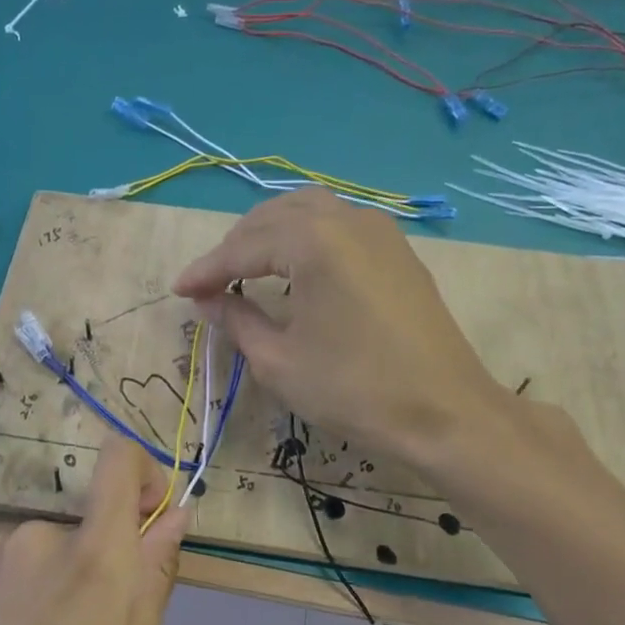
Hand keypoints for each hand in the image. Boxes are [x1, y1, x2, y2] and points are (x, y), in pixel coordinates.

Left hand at [0, 434, 187, 624]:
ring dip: (54, 578)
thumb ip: (155, 573)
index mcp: (92, 556)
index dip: (141, 473)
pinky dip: (16, 590)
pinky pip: (5, 565)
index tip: (147, 516)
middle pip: (84, 524)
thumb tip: (174, 515)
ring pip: (43, 548)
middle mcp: (37, 536)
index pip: (118, 460)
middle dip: (97, 561)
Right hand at [175, 189, 545, 484]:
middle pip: (274, 216)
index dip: (207, 270)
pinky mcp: (397, 250)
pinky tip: (294, 268)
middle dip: (236, 245)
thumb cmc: (354, 389)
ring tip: (246, 268)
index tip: (179, 291)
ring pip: (309, 211)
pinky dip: (305, 237)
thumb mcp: (279, 361)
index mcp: (314, 241)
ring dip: (270, 233)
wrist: (445, 412)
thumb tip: (209, 301)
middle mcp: (347, 219)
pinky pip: (337, 225)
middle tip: (211, 282)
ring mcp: (379, 230)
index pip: (244, 247)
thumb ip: (237, 320)